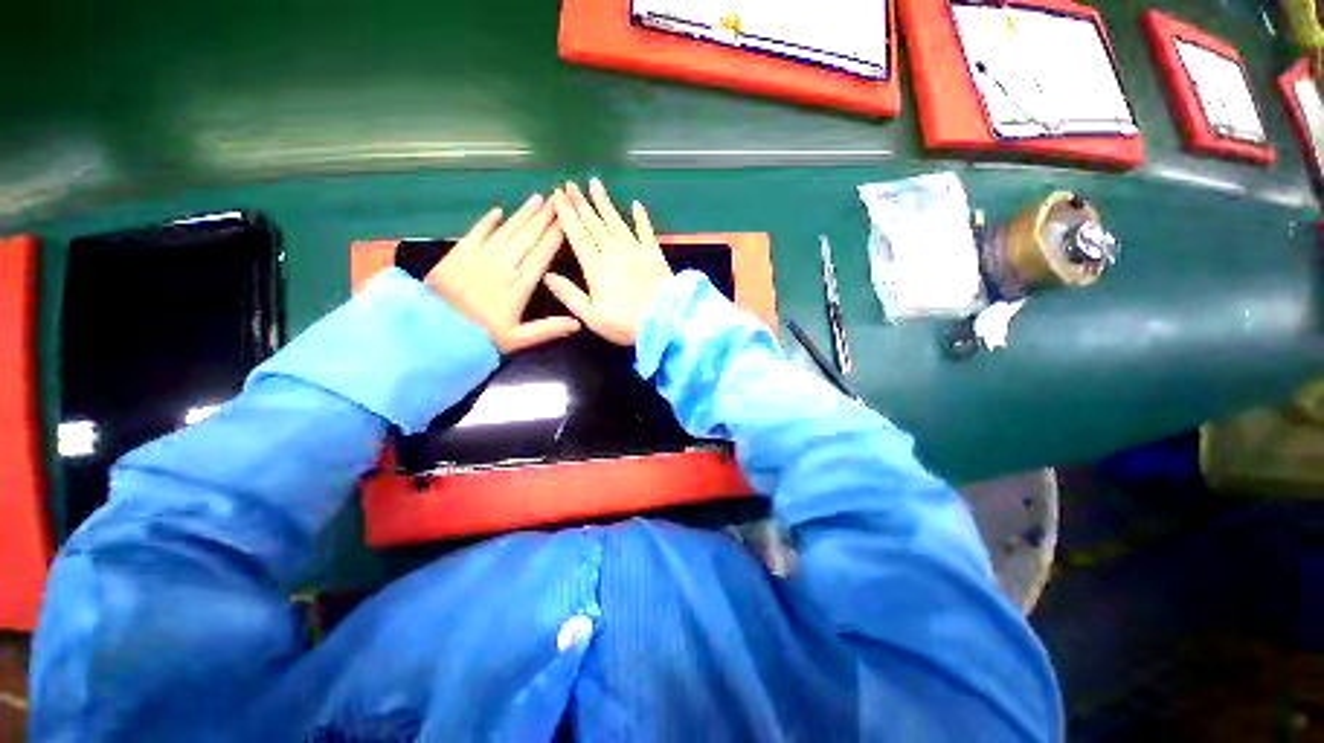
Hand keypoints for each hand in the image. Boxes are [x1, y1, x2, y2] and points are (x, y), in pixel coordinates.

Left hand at [425, 195, 580, 353]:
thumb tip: (578, 323)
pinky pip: (477, 231)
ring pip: (507, 229)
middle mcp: (504, 264)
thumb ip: (549, 329)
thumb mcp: (519, 339)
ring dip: (523, 214)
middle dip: (544, 217)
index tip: (566, 220)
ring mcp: (481, 255)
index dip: (555, 235)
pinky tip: (498, 210)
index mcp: (521, 284)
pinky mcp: (459, 253)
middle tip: (556, 200)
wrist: (436, 330)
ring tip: (537, 199)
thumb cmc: (482, 336)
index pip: (543, 254)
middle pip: (528, 236)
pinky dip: (488, 220)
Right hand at [546, 179, 673, 345]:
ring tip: (594, 184)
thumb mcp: (592, 317)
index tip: (557, 196)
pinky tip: (636, 204)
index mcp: (596, 268)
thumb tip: (547, 275)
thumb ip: (569, 295)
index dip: (566, 215)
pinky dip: (641, 217)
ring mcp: (636, 251)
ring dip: (604, 203)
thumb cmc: (625, 324)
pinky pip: (646, 230)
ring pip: (616, 221)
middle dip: (581, 203)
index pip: (577, 236)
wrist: (665, 322)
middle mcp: (614, 252)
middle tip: (570, 184)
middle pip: (594, 223)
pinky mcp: (654, 254)